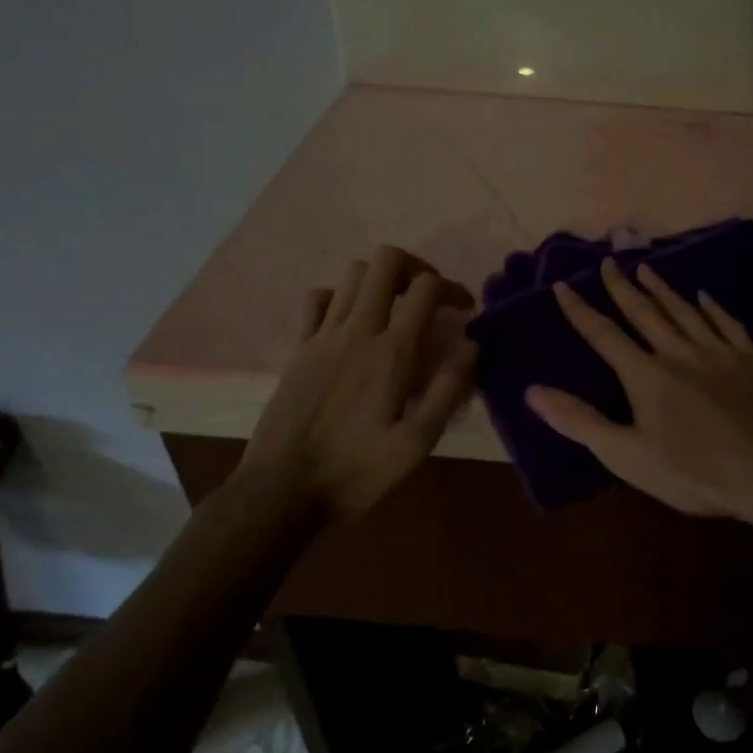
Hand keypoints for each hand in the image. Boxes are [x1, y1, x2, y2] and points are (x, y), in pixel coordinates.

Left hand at [238, 245, 476, 519]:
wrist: (281, 491)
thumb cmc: (356, 471)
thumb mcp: (416, 444)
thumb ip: (448, 391)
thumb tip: (471, 346)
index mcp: (392, 352)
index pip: (425, 288)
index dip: (452, 288)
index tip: (464, 310)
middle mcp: (357, 331)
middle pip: (386, 261)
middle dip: (415, 267)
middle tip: (428, 296)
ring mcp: (322, 336)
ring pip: (353, 273)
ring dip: (380, 279)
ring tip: (395, 305)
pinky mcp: (297, 348)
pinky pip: (316, 299)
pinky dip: (339, 297)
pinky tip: (350, 321)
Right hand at [526, 259, 752, 523]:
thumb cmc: (693, 472)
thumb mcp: (627, 456)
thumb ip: (580, 421)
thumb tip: (533, 391)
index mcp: (646, 375)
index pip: (604, 335)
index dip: (580, 310)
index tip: (563, 285)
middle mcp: (679, 353)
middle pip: (645, 313)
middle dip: (622, 287)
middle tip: (608, 262)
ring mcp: (719, 352)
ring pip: (684, 311)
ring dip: (663, 289)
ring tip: (646, 269)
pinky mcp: (751, 359)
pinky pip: (728, 323)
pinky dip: (713, 308)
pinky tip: (705, 295)